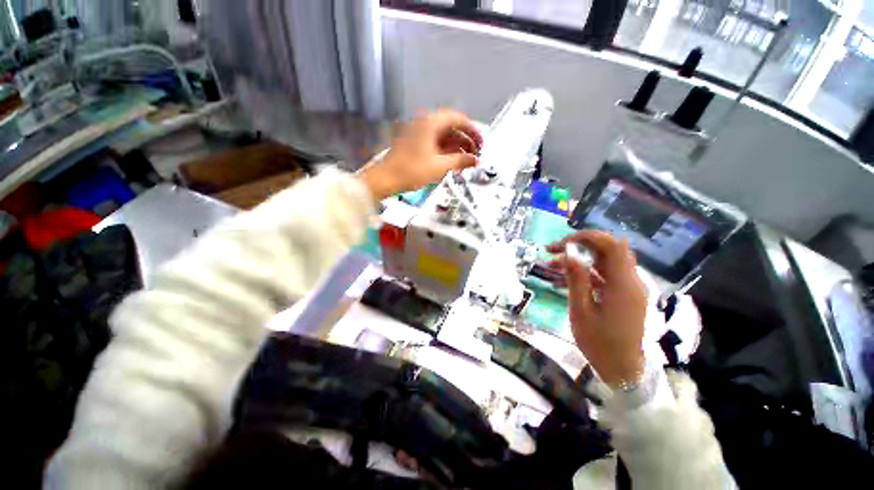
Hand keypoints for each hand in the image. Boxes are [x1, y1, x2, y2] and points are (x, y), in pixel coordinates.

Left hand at [358, 109, 481, 199]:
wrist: (386, 179)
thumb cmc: (412, 171)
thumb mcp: (440, 166)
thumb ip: (460, 161)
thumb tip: (476, 161)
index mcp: (431, 123)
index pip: (458, 119)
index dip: (472, 130)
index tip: (481, 143)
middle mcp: (425, 123)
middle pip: (451, 127)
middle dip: (465, 141)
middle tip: (475, 155)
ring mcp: (419, 133)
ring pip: (443, 136)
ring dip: (456, 147)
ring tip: (466, 162)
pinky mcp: (415, 143)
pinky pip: (435, 143)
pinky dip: (446, 151)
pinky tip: (453, 162)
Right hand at [547, 231, 647, 386]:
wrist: (623, 369)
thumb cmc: (600, 343)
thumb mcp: (581, 311)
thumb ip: (576, 280)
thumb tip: (568, 254)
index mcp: (623, 284)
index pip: (612, 245)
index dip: (587, 237)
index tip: (562, 242)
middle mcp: (630, 280)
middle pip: (607, 250)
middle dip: (578, 246)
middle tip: (552, 251)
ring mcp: (628, 288)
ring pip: (602, 261)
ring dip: (578, 259)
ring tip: (551, 266)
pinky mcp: (623, 295)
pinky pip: (603, 275)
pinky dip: (584, 273)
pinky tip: (563, 280)